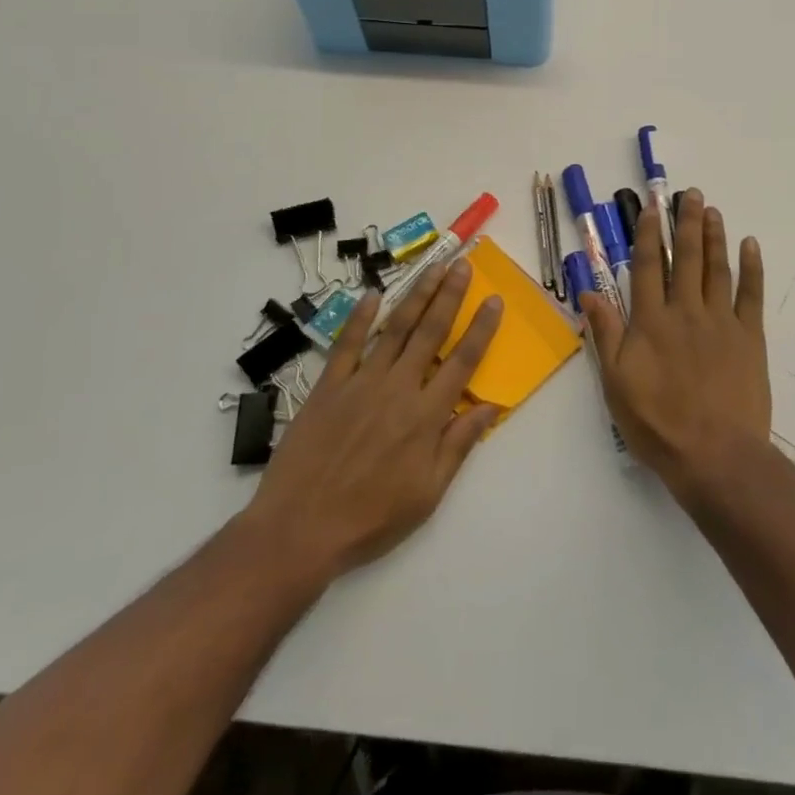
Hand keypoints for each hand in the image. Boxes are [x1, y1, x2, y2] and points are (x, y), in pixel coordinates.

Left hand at [243, 260, 503, 583]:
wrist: (300, 530)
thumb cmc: (371, 518)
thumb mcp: (428, 493)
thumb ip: (459, 444)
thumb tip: (491, 405)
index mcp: (427, 415)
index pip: (463, 361)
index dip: (481, 328)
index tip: (494, 299)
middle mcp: (399, 388)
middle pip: (431, 331)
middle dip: (450, 295)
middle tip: (462, 265)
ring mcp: (361, 382)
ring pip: (395, 328)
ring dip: (416, 295)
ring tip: (432, 267)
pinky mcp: (328, 386)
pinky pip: (347, 343)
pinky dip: (360, 317)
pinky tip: (373, 295)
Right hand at [580, 189, 770, 501]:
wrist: (715, 455)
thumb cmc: (658, 424)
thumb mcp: (616, 384)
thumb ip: (605, 334)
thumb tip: (589, 293)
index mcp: (651, 322)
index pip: (646, 267)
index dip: (647, 235)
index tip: (651, 208)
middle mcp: (685, 311)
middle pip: (684, 258)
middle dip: (685, 223)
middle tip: (690, 194)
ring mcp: (720, 321)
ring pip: (716, 268)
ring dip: (714, 237)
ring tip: (712, 210)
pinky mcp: (749, 337)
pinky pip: (751, 294)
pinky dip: (751, 268)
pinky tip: (749, 245)